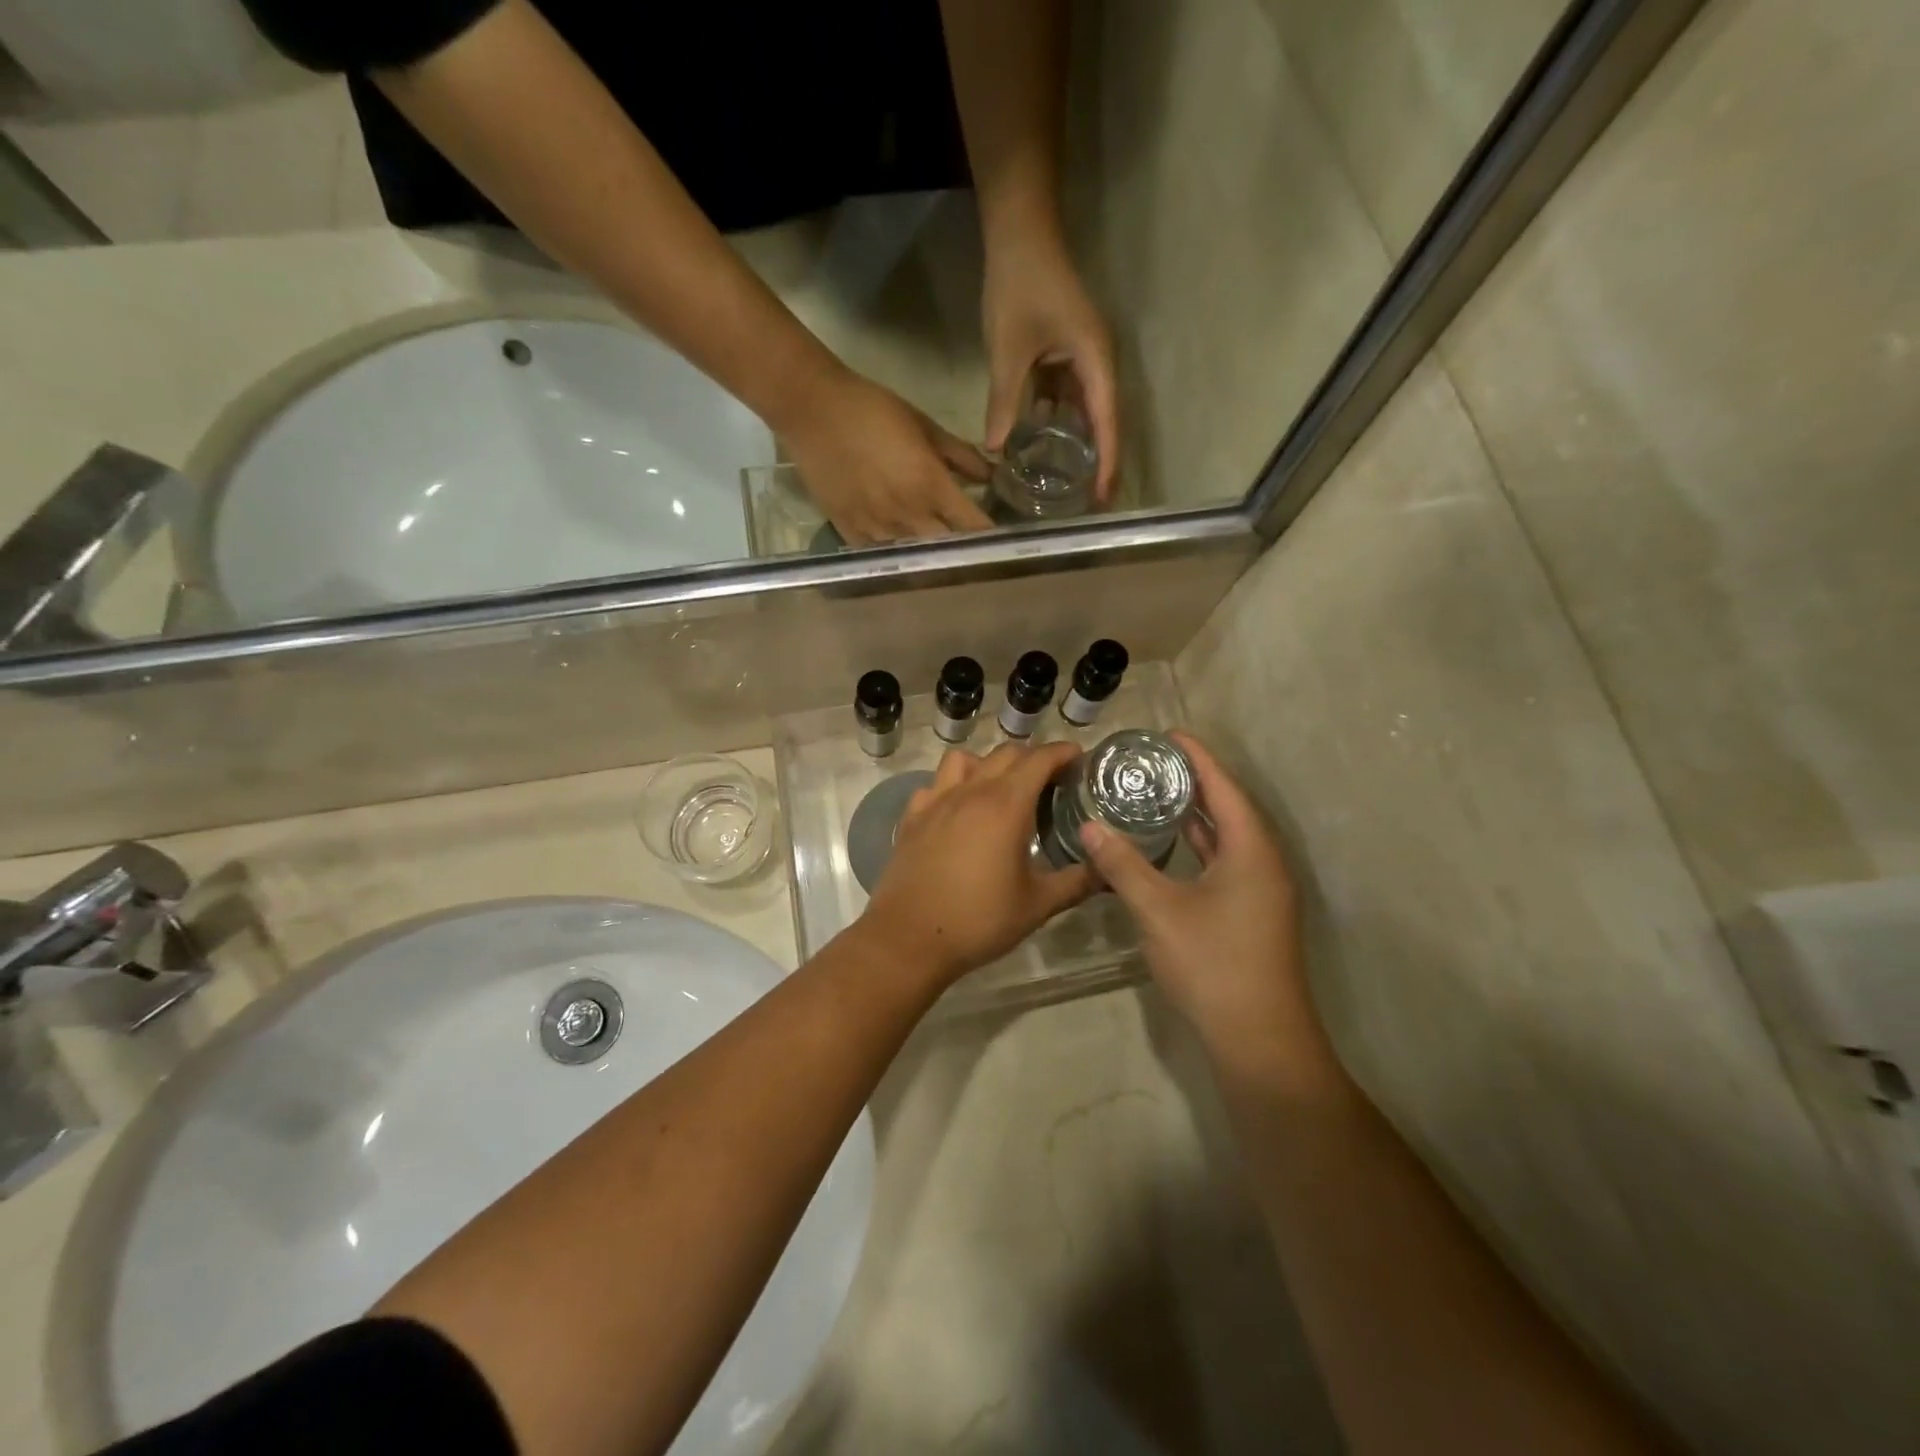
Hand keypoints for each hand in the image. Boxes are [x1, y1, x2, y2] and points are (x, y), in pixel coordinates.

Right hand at [780, 369, 993, 543]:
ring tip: (936, 551)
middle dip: (961, 550)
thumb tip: (990, 475)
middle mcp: (907, 514)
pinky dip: (893, 553)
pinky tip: (899, 547)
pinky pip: (880, 554)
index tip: (999, 538)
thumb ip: (961, 455)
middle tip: (970, 547)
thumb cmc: (872, 409)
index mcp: (930, 485)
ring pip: (913, 557)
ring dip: (927, 554)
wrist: (812, 409)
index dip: (988, 534)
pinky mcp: (849, 532)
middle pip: (946, 548)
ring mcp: (876, 528)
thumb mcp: (925, 425)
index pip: (972, 524)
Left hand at [860, 741, 1093, 986]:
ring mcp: (936, 801)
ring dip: (988, 764)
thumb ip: (1077, 882)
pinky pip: (935, 784)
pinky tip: (959, 810)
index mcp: (1006, 805)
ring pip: (964, 759)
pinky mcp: (912, 817)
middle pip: (1005, 754)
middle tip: (1051, 781)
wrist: (909, 938)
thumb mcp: (1038, 905)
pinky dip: (952, 786)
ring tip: (1002, 789)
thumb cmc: (979, 920)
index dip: (1063, 752)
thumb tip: (1109, 871)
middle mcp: (971, 792)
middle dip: (1033, 758)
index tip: (1079, 758)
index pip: (1039, 759)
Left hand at [981, 235, 1118, 500]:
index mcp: (1095, 361)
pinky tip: (1043, 446)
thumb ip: (1004, 401)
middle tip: (1092, 504)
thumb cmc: (1019, 286)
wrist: (1020, 233)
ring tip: (1071, 484)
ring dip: (1079, 445)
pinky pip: (1067, 397)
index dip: (1107, 462)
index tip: (1106, 498)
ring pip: (1085, 411)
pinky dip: (1059, 421)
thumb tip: (995, 449)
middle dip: (1100, 462)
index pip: (1106, 422)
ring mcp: (1083, 359)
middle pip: (1104, 421)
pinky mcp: (1066, 355)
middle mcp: (1098, 363)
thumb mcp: (1008, 350)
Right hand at [1077, 733, 1329, 1066]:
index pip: (1224, 788)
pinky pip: (1224, 861)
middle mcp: (1263, 863)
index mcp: (1251, 851)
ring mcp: (1261, 891)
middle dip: (1193, 781)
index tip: (1168, 734)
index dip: (1198, 757)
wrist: (1259, 1039)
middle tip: (1151, 761)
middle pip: (1229, 808)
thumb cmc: (1213, 964)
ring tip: (1155, 792)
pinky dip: (1198, 845)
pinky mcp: (1252, 914)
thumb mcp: (1159, 910)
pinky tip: (1169, 846)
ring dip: (1195, 814)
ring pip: (1227, 838)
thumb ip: (1122, 865)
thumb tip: (1089, 827)